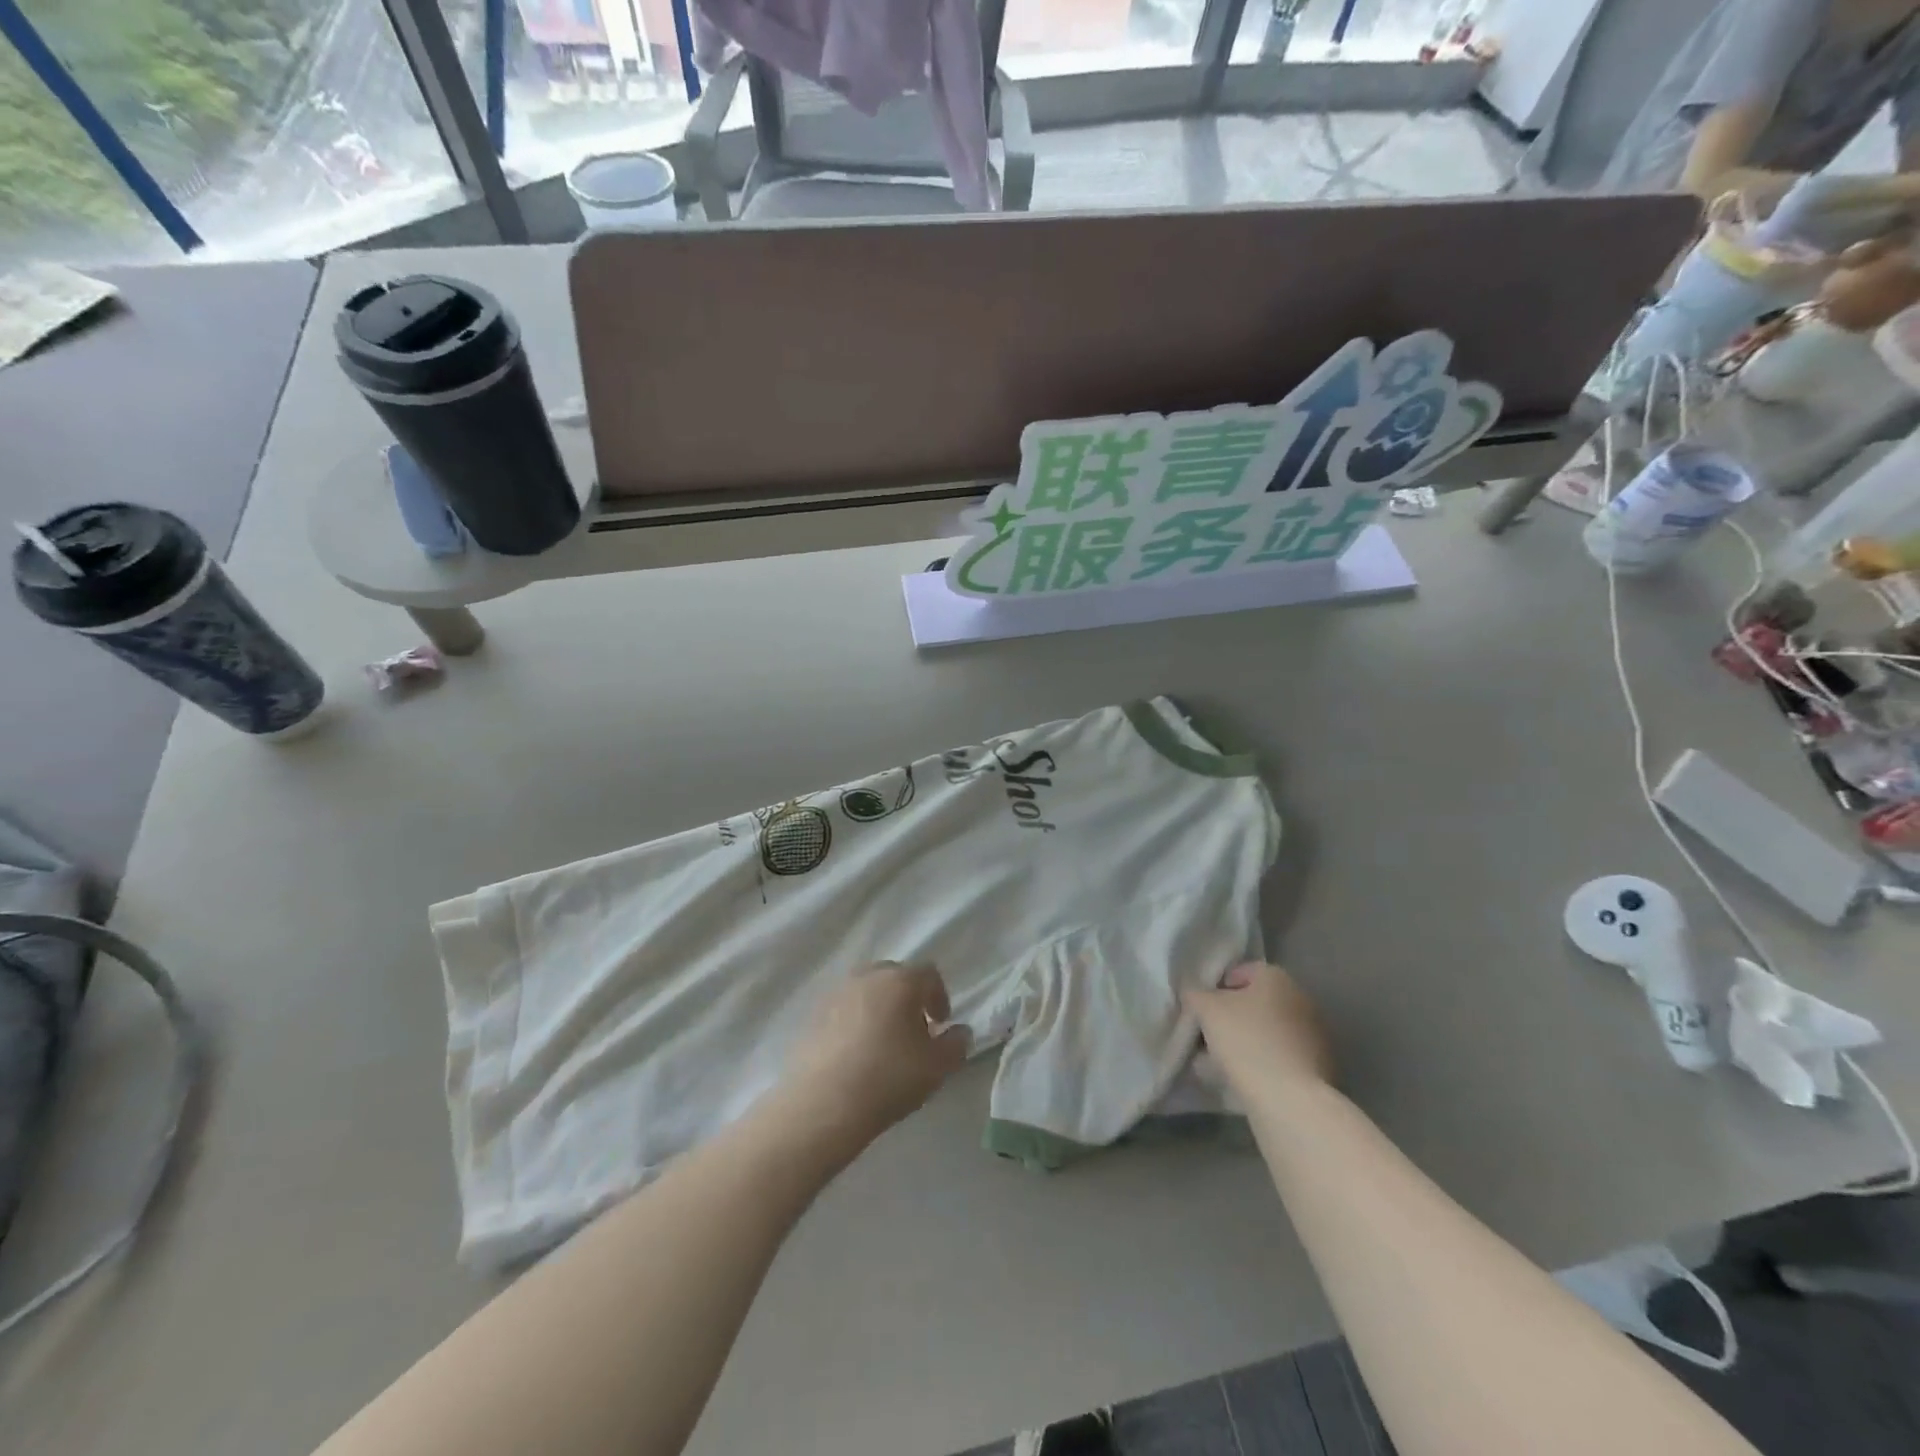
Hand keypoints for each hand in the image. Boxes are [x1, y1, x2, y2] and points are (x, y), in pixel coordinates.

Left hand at [782, 963, 970, 1147]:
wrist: (823, 1103)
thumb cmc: (888, 1078)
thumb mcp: (937, 1067)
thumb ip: (956, 1044)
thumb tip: (959, 1032)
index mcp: (900, 981)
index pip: (928, 974)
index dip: (939, 996)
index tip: (941, 1024)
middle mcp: (868, 977)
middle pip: (895, 976)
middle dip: (909, 998)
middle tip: (914, 1031)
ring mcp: (836, 993)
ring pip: (867, 990)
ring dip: (881, 1007)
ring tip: (884, 1043)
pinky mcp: (813, 1014)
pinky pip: (844, 1008)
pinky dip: (855, 1021)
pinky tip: (856, 1053)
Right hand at [1183, 962, 1333, 1099]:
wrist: (1290, 1100)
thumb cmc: (1245, 1041)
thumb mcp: (1205, 1009)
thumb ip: (1195, 994)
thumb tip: (1195, 994)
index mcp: (1277, 977)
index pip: (1240, 972)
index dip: (1216, 989)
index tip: (1202, 1010)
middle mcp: (1301, 998)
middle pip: (1255, 1003)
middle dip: (1231, 1018)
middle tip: (1209, 1038)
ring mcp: (1315, 1034)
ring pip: (1268, 1032)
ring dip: (1247, 1042)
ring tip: (1222, 1065)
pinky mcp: (1320, 1066)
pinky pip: (1281, 1057)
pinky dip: (1264, 1064)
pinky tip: (1245, 1081)